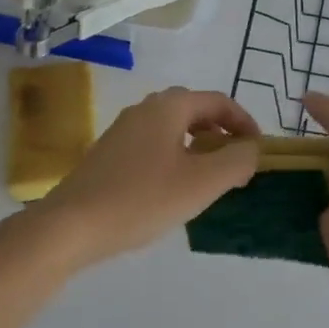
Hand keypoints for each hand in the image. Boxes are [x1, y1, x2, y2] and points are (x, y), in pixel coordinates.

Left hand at [38, 86, 259, 266]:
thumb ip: (236, 161)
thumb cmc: (142, 199)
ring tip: (209, 179)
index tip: (258, 150)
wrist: (70, 226)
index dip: (244, 122)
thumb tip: (251, 149)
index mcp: (169, 107)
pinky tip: (173, 190)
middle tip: (235, 163)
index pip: (218, 102)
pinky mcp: (108, 155)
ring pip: (172, 129)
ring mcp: (122, 131)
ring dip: (197, 147)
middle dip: (220, 133)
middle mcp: (144, 109)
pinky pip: (153, 146)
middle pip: (194, 111)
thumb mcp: (202, 183)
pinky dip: (174, 158)